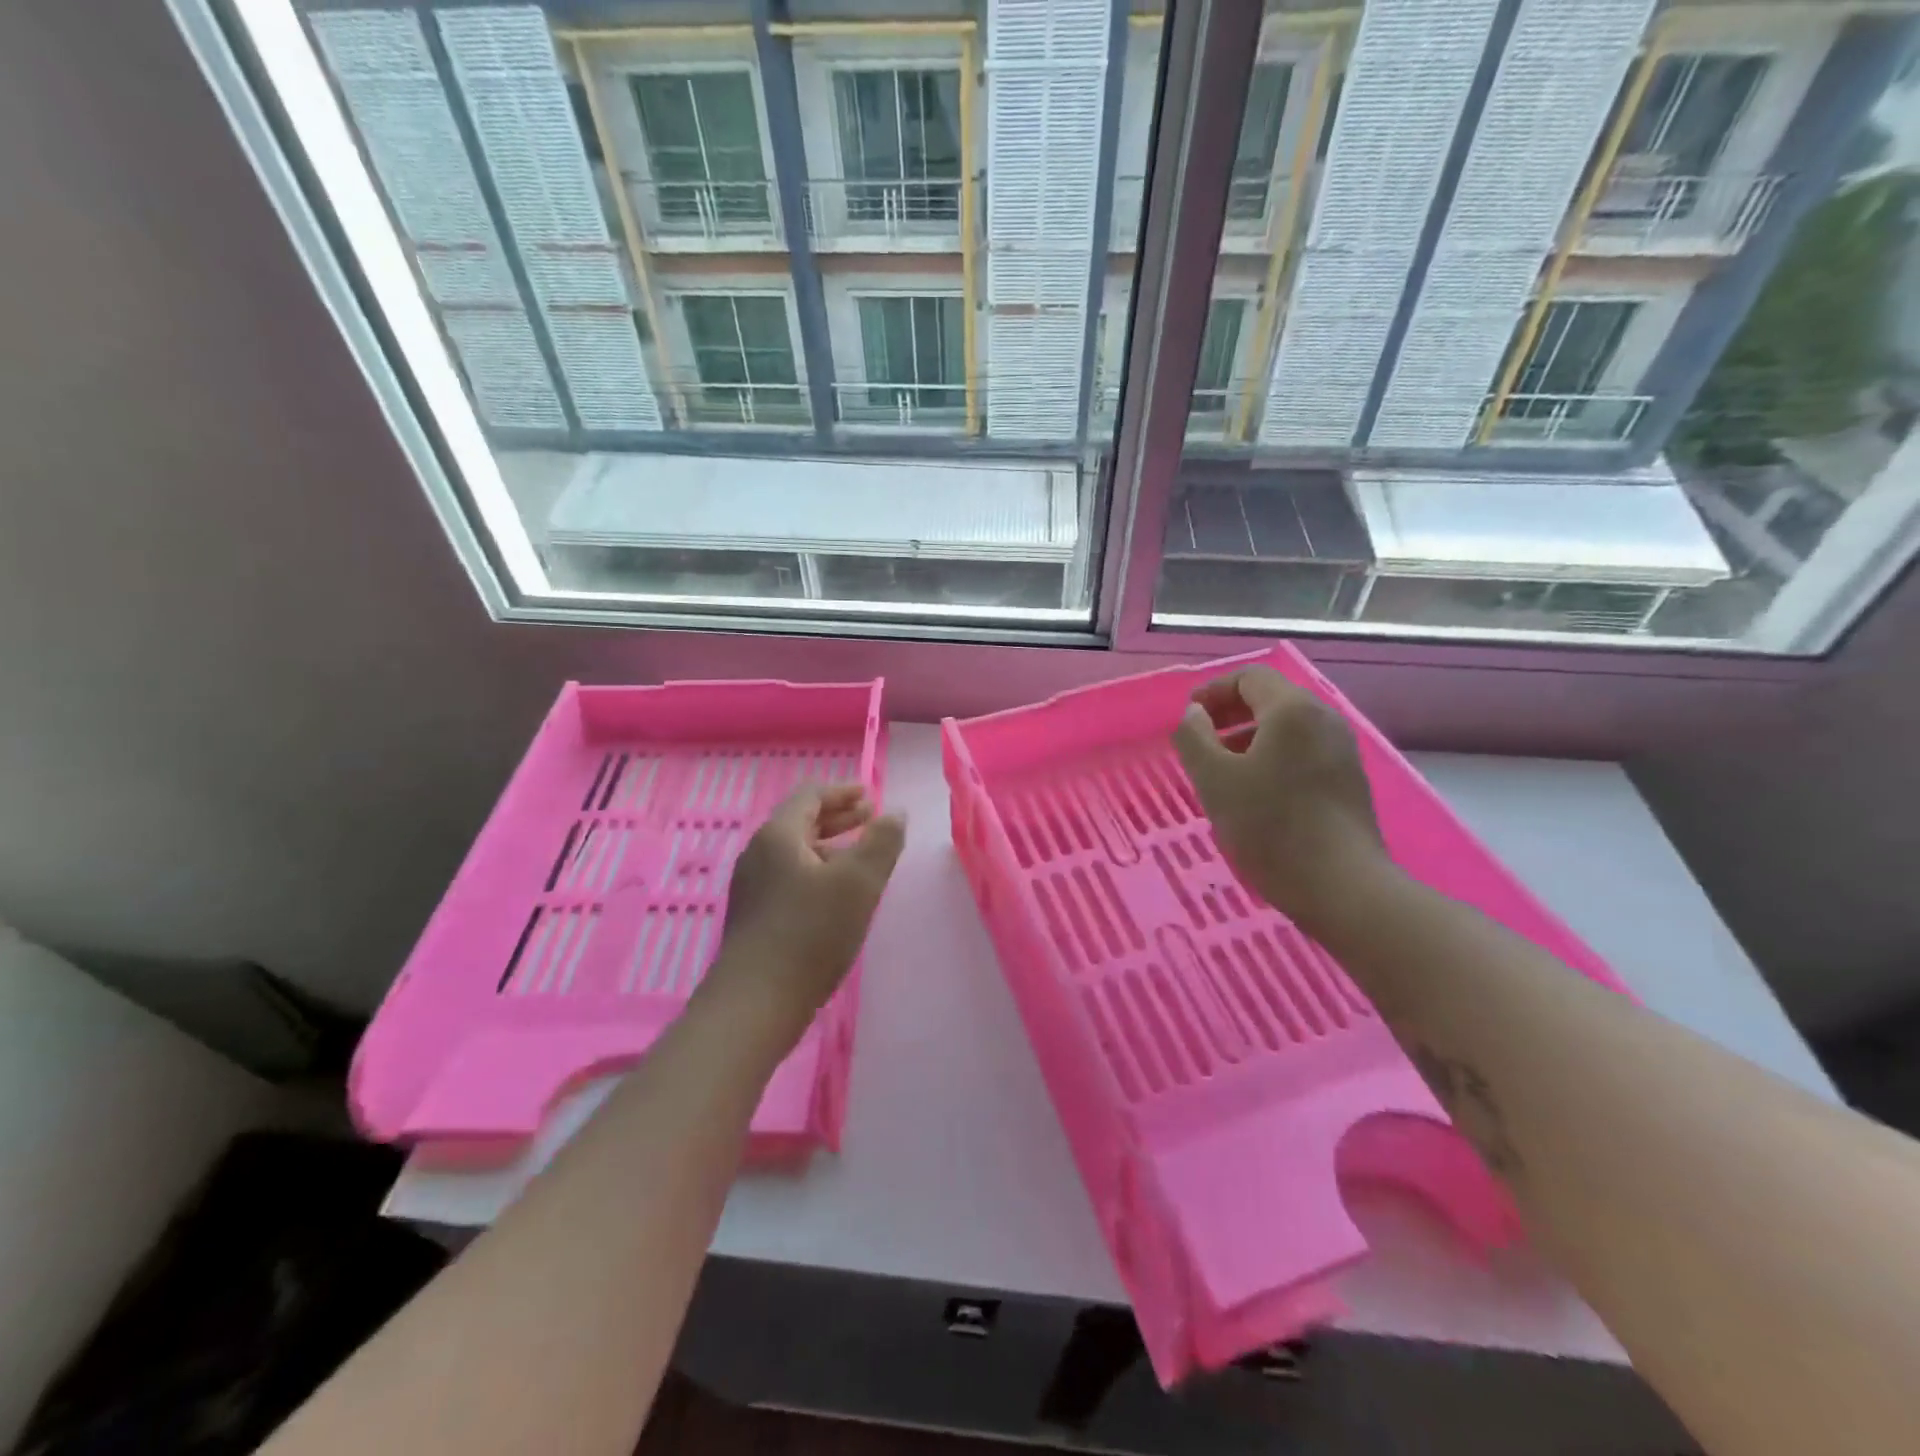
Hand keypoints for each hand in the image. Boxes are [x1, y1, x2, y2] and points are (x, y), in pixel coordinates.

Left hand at [704, 785, 906, 1042]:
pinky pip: (789, 877)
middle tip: (870, 818)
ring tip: (860, 856)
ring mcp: (753, 886)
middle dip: (838, 817)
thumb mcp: (859, 882)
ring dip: (830, 846)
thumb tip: (895, 813)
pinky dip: (817, 871)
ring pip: (796, 852)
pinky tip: (836, 894)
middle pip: (801, 822)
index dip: (842, 791)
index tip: (869, 795)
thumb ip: (882, 842)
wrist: (755, 1002)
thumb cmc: (811, 933)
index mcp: (778, 835)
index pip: (810, 796)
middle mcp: (759, 853)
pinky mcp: (754, 916)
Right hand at [1171, 666, 1388, 934]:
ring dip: (1248, 738)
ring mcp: (1341, 751)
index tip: (1187, 718)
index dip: (1212, 691)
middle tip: (1199, 743)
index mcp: (1292, 710)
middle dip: (1229, 714)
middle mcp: (1323, 720)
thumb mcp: (1214, 780)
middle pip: (1271, 699)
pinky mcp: (1349, 781)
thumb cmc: (1270, 827)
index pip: (1249, 677)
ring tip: (1221, 771)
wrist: (1342, 887)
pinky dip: (1272, 757)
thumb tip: (1193, 714)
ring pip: (1287, 728)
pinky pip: (1302, 752)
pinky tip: (1255, 793)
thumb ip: (1194, 738)